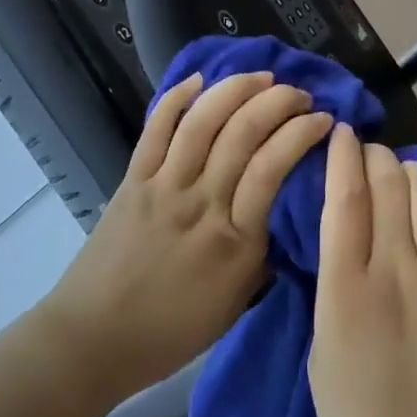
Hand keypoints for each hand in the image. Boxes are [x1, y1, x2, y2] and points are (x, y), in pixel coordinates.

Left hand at [44, 71, 332, 403]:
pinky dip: (177, 98)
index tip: (324, 120)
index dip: (303, 133)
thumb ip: (263, 254)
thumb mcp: (236, 303)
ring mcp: (164, 187)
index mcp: (235, 240)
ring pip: (203, 121)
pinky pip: (156, 129)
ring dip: (237, 89)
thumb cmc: (171, 331)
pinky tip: (199, 79)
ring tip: (262, 77)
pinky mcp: (133, 180)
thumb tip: (283, 211)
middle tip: (300, 94)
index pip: (274, 167)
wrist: (92, 339)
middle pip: (244, 133)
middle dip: (279, 101)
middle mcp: (202, 203)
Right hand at [309, 122, 416, 416]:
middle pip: (389, 185)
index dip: (343, 155)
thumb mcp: (320, 351)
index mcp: (348, 290)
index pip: (346, 198)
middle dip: (377, 157)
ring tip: (408, 174)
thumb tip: (344, 231)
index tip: (342, 133)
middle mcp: (398, 273)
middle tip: (372, 155)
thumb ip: (332, 283)